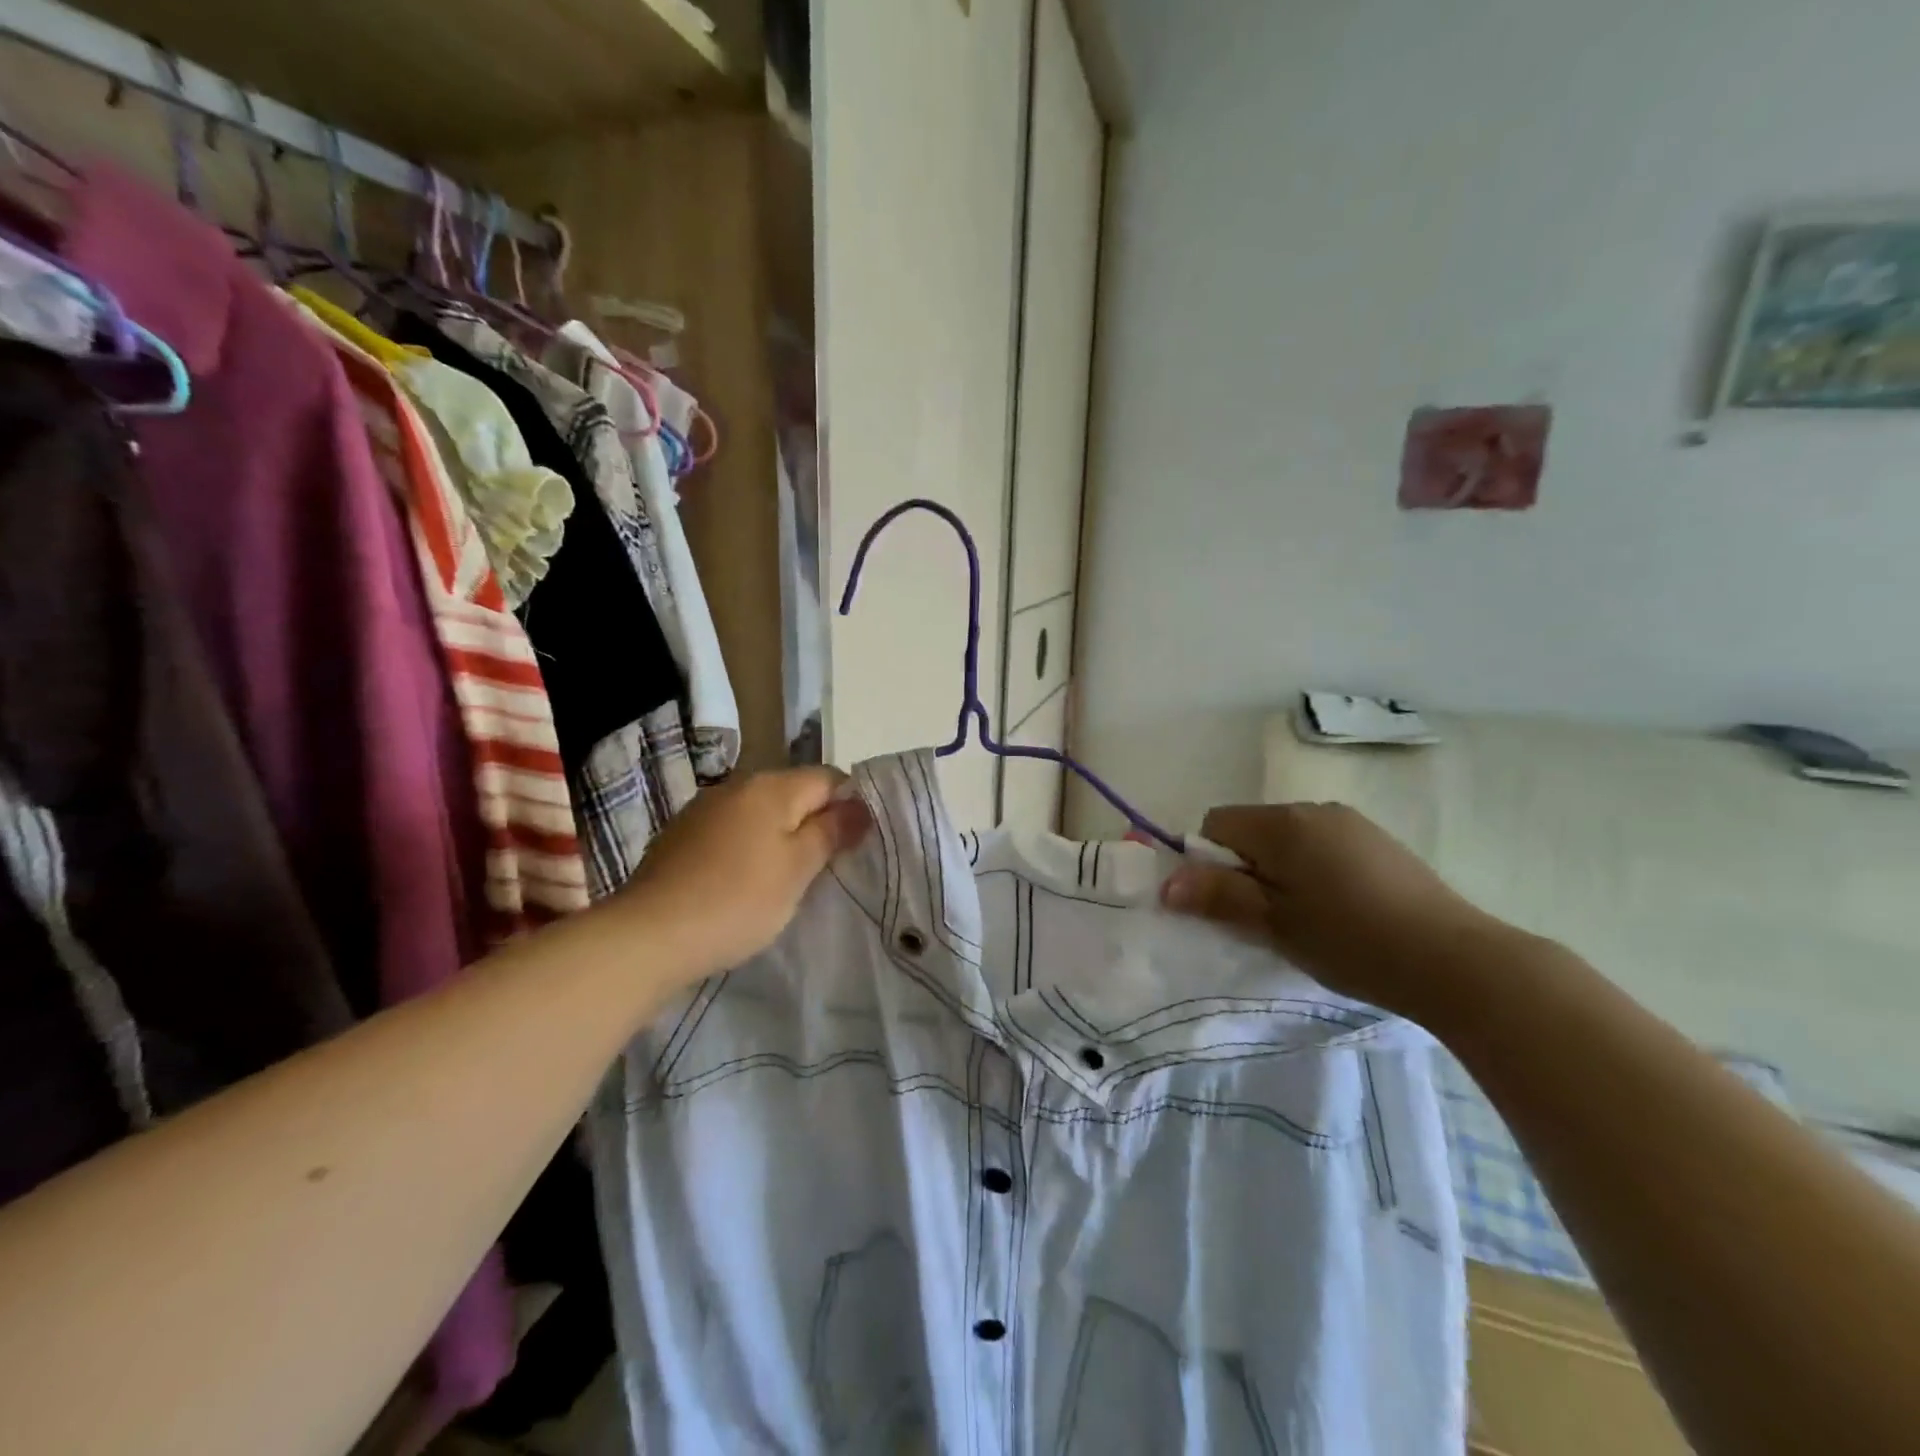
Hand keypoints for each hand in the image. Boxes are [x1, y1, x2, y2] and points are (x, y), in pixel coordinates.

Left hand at [620, 768, 871, 982]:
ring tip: (788, 879)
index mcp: (770, 786)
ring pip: (761, 814)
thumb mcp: (797, 869)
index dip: (850, 804)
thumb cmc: (737, 900)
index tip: (856, 843)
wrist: (648, 936)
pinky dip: (748, 850)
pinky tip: (744, 883)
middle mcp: (736, 786)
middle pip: (793, 793)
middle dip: (815, 822)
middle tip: (827, 867)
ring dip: (780, 837)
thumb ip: (831, 832)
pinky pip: (732, 832)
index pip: (829, 778)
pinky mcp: (681, 837)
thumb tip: (860, 806)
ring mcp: (703, 810)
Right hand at [1161, 802, 1506, 1016]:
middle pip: (1252, 830)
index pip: (1215, 824)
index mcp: (1282, 823)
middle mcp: (1314, 809)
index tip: (1227, 905)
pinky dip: (1314, 873)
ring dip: (1280, 872)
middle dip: (1245, 869)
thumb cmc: (1351, 940)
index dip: (1208, 862)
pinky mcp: (1380, 843)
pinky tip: (1341, 913)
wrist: (1457, 961)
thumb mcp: (1274, 923)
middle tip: (1265, 920)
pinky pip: (1323, 848)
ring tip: (1306, 921)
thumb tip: (1167, 883)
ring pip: (1288, 841)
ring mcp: (1351, 823)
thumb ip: (1218, 896)